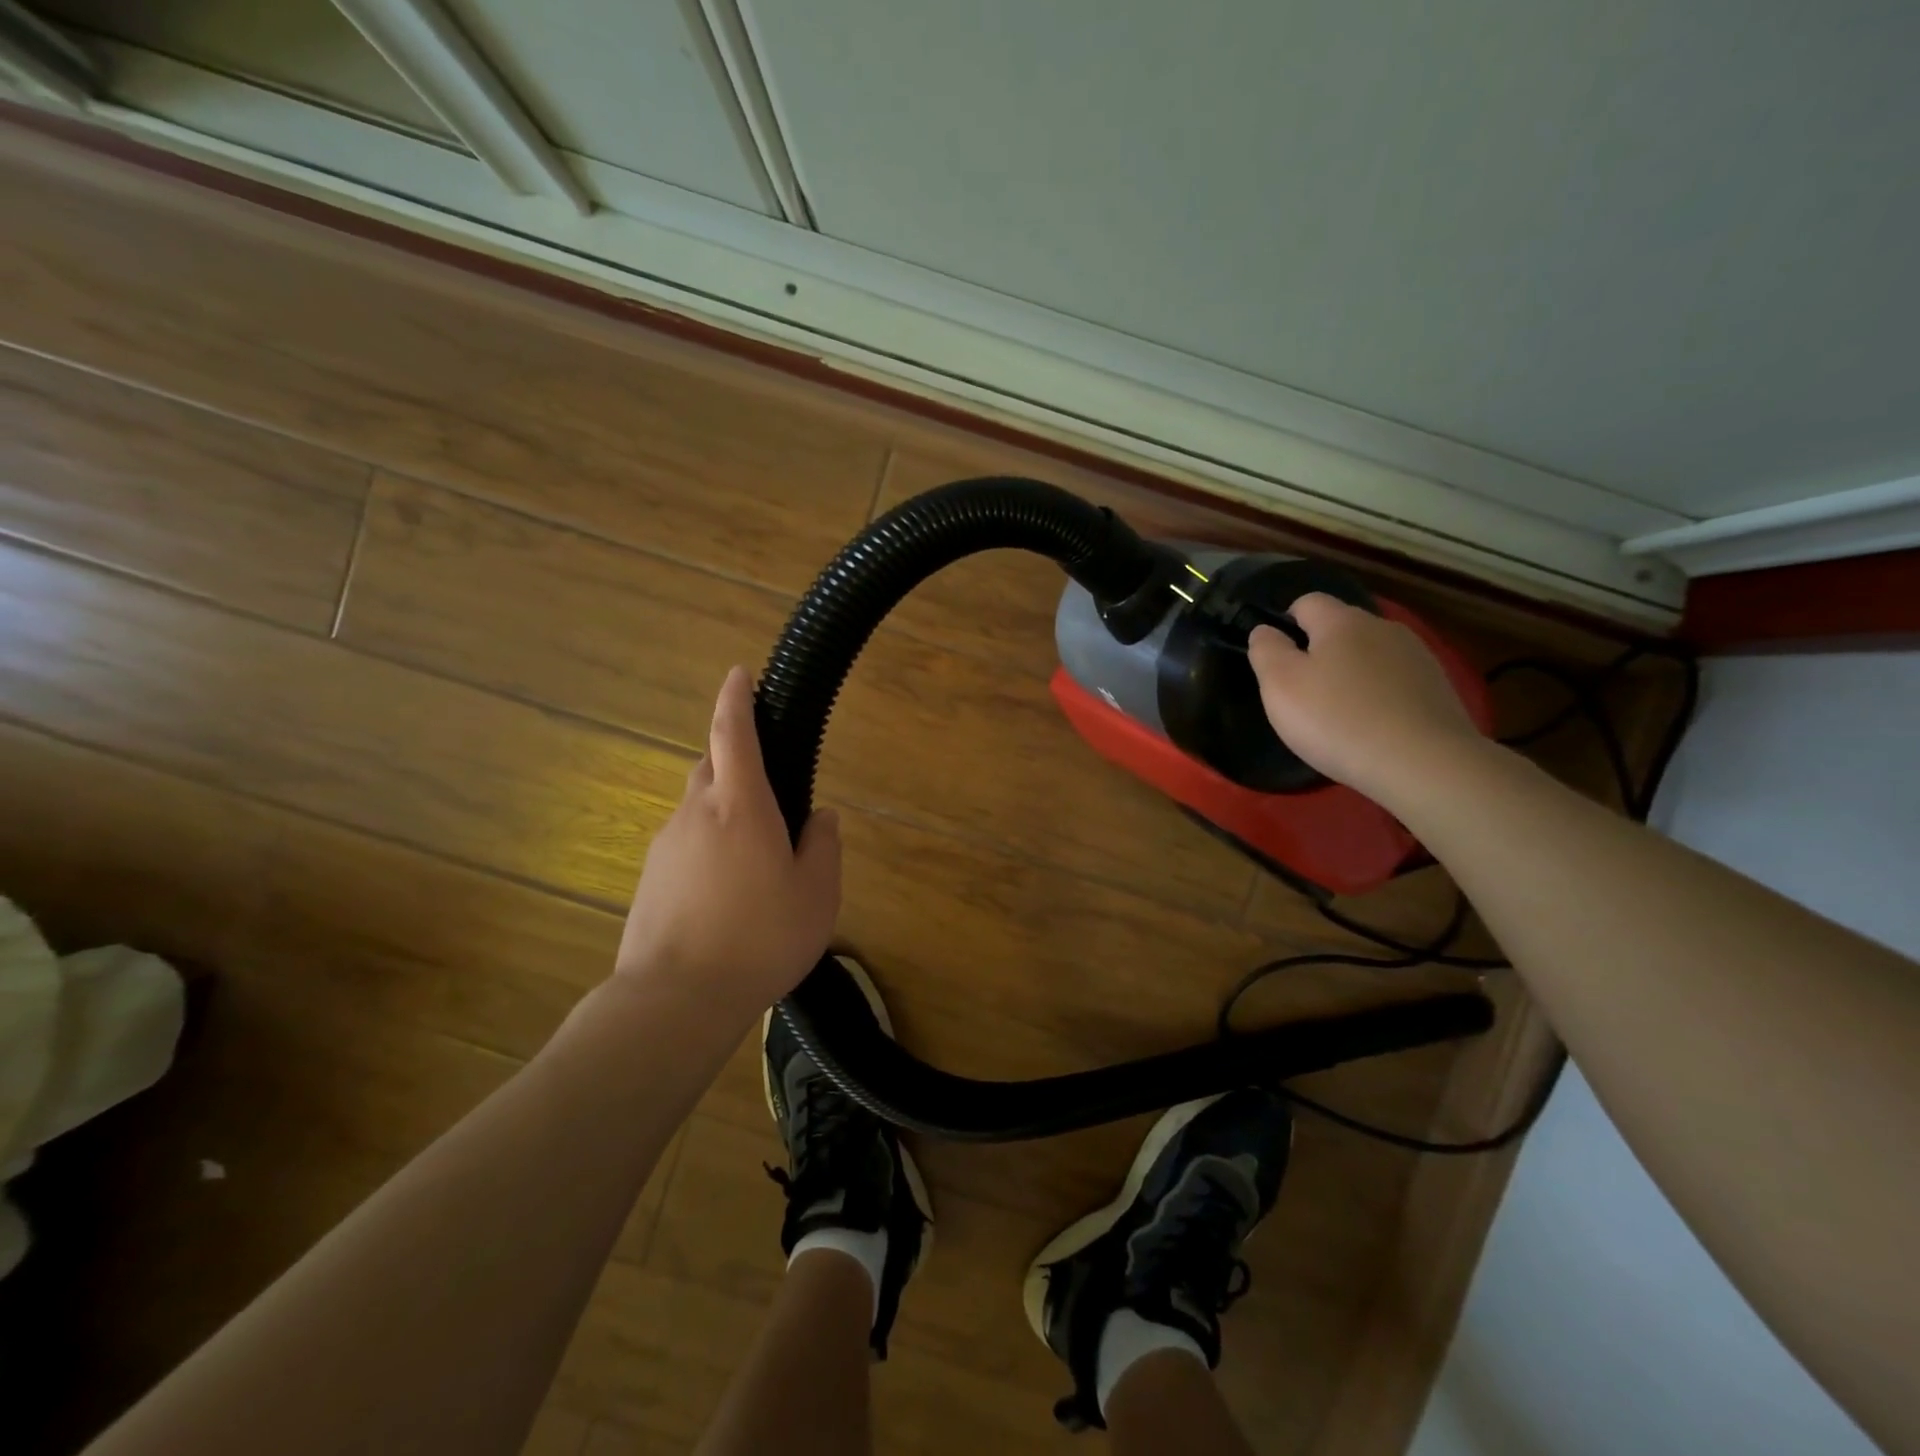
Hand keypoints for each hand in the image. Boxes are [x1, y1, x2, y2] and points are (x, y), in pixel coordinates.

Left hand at [614, 666, 841, 1019]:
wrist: (675, 1000)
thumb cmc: (760, 938)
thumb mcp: (816, 894)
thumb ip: (823, 846)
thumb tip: (820, 817)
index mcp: (740, 805)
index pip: (733, 733)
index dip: (736, 698)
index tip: (739, 673)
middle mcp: (695, 813)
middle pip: (711, 767)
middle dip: (734, 763)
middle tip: (767, 796)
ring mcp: (665, 845)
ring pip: (697, 809)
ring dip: (722, 814)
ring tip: (753, 862)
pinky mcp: (648, 878)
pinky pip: (683, 845)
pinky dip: (705, 849)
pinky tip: (725, 895)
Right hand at [1247, 593, 1484, 803]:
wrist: (1423, 763)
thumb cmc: (1337, 720)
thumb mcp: (1280, 686)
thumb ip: (1266, 650)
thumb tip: (1265, 630)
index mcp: (1342, 621)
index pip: (1307, 602)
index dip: (1286, 623)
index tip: (1278, 660)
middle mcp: (1383, 627)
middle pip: (1341, 628)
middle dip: (1320, 651)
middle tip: (1305, 694)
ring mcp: (1417, 656)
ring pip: (1371, 655)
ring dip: (1352, 674)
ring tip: (1341, 714)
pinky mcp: (1438, 687)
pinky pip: (1396, 681)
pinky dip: (1380, 695)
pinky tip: (1374, 726)